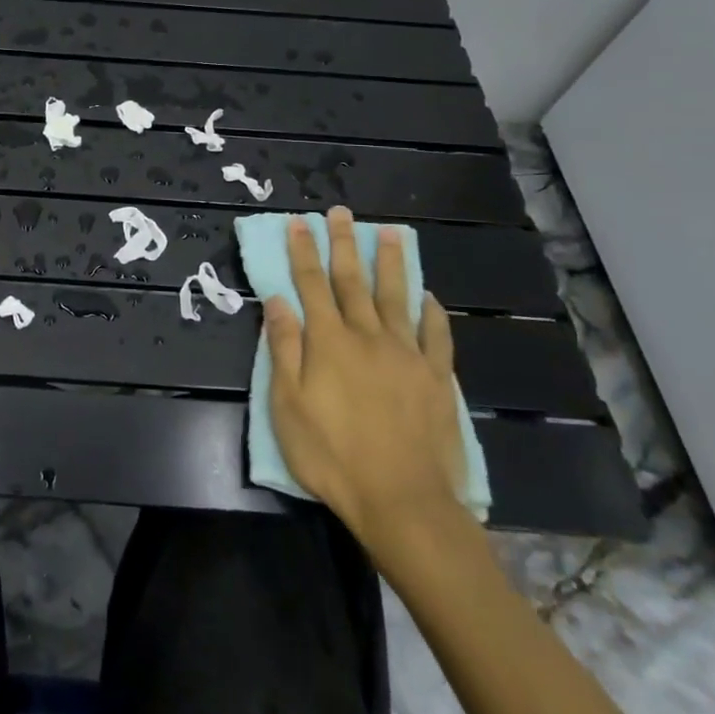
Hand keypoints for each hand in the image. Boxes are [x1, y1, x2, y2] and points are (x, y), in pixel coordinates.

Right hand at [263, 206, 469, 553]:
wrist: (402, 501)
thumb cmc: (333, 455)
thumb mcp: (288, 404)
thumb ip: (284, 348)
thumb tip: (278, 299)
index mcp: (329, 341)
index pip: (312, 284)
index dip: (303, 251)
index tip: (299, 223)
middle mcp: (368, 337)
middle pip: (353, 281)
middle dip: (344, 244)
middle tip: (342, 213)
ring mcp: (407, 355)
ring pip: (397, 297)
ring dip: (390, 263)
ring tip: (389, 233)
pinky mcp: (436, 378)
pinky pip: (436, 336)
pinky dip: (432, 312)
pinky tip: (428, 295)